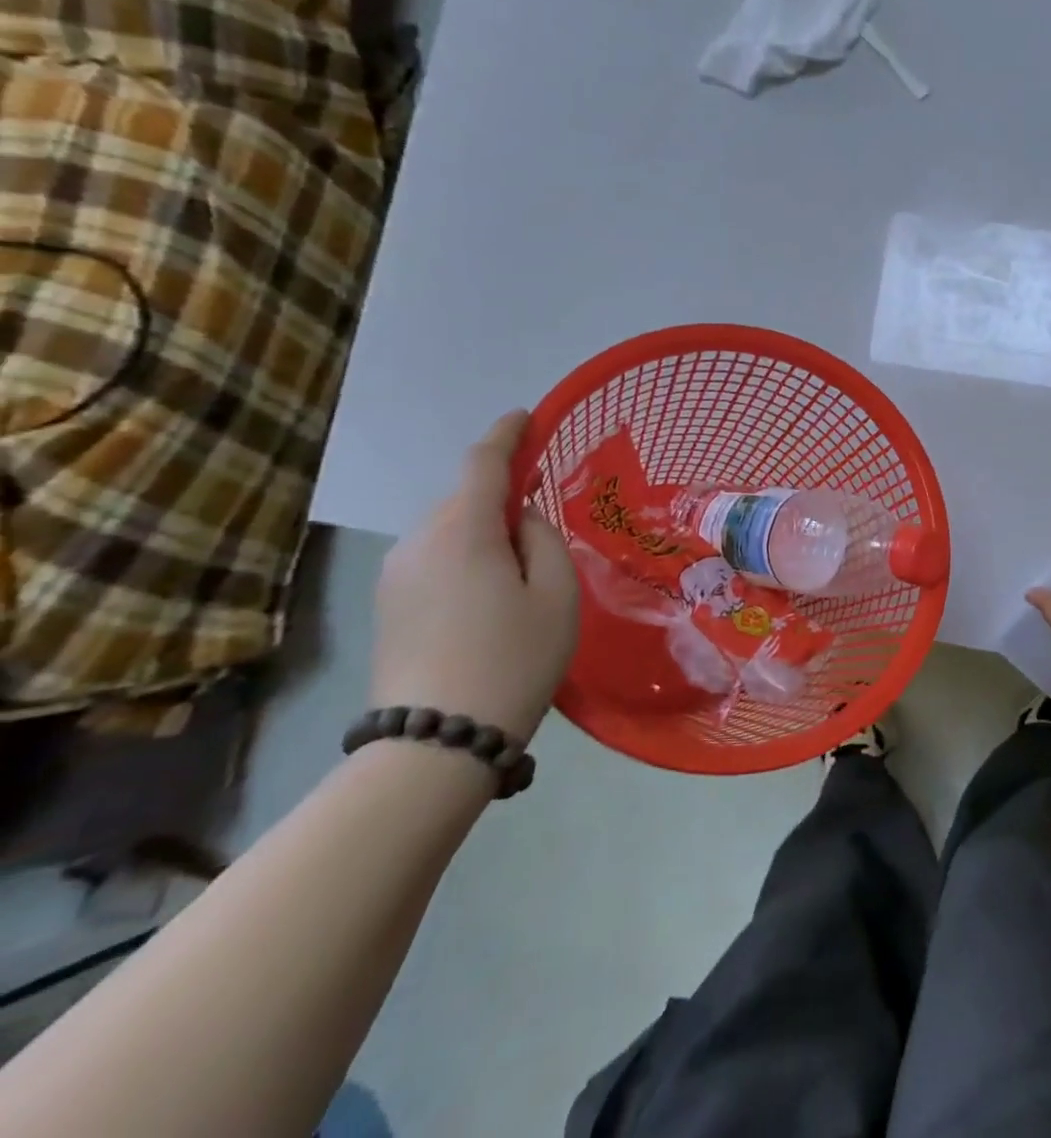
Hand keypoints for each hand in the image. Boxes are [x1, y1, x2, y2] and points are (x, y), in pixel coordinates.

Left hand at [371, 411, 579, 743]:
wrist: (436, 741)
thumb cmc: (514, 659)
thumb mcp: (557, 593)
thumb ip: (543, 538)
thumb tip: (518, 517)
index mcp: (463, 530)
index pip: (483, 461)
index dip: (507, 433)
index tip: (526, 416)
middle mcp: (419, 540)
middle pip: (465, 496)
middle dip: (500, 492)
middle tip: (541, 515)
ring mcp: (395, 573)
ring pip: (448, 528)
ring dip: (482, 529)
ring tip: (518, 569)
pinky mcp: (387, 603)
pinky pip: (433, 557)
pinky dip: (463, 555)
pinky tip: (487, 594)